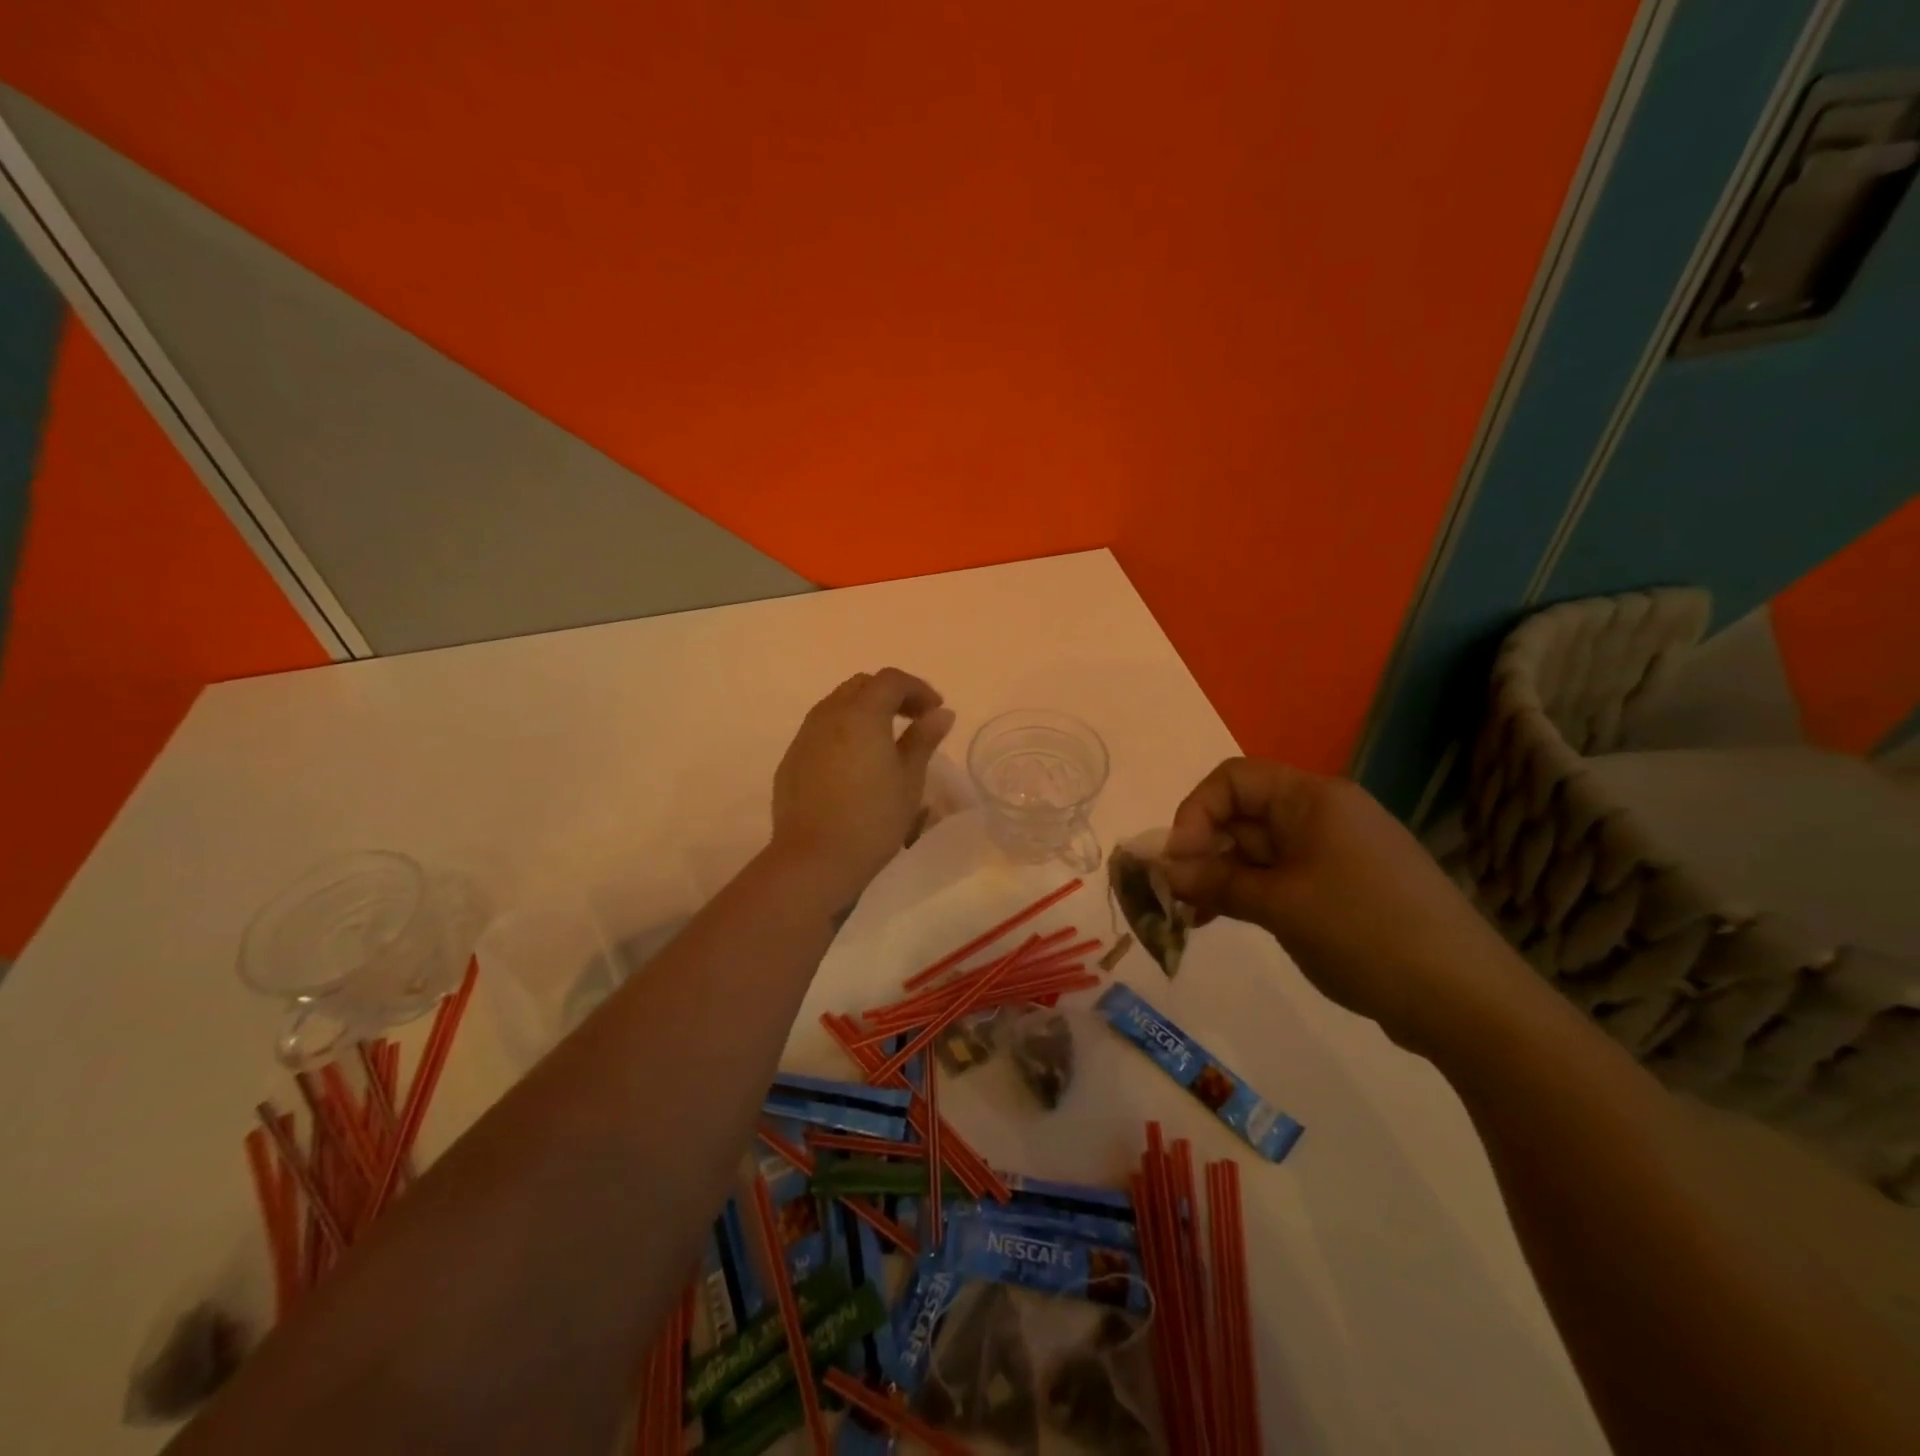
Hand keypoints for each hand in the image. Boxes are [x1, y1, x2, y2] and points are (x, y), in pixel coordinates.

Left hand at [770, 670, 955, 901]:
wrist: (814, 859)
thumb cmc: (873, 819)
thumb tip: (940, 714)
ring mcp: (805, 736)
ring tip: (885, 740)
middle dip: (891, 695)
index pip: (892, 681)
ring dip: (864, 711)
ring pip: (837, 705)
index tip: (935, 711)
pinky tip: (855, 763)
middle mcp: (829, 715)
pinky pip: (821, 730)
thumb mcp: (909, 780)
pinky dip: (843, 732)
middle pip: (861, 686)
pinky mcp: (791, 760)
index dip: (918, 689)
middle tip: (913, 720)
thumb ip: (923, 740)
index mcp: (862, 713)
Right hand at [1162, 758, 1528, 1053]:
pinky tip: (1222, 920)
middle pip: (1243, 813)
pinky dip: (1248, 892)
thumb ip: (1216, 882)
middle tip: (1174, 895)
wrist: (1467, 1001)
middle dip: (1202, 850)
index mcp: (1313, 798)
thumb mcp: (1280, 905)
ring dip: (1220, 876)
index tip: (1177, 861)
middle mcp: (1324, 814)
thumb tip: (1163, 870)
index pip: (1233, 779)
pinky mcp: (1343, 887)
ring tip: (1191, 915)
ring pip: (1258, 850)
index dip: (1195, 812)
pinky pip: (1281, 876)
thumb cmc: (1365, 933)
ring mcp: (1335, 852)